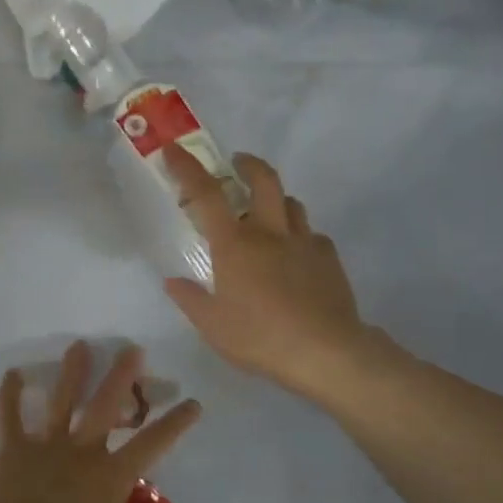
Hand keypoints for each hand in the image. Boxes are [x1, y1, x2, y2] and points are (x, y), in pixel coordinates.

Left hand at [0, 341, 199, 502]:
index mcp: (110, 475)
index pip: (152, 444)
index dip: (175, 423)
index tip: (193, 401)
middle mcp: (83, 450)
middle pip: (107, 407)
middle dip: (122, 377)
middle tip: (133, 349)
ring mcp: (46, 445)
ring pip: (62, 402)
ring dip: (72, 373)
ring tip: (80, 344)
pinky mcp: (13, 448)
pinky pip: (9, 417)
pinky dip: (9, 395)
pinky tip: (11, 372)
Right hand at [162, 145, 380, 399]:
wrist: (326, 352)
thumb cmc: (260, 337)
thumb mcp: (212, 326)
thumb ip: (190, 299)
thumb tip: (173, 282)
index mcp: (235, 244)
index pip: (206, 194)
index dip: (187, 168)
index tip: (173, 150)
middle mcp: (270, 232)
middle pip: (263, 180)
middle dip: (247, 164)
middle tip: (237, 164)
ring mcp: (304, 242)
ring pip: (291, 203)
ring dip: (275, 199)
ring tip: (266, 214)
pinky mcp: (329, 258)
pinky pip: (312, 235)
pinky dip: (299, 236)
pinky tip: (296, 256)